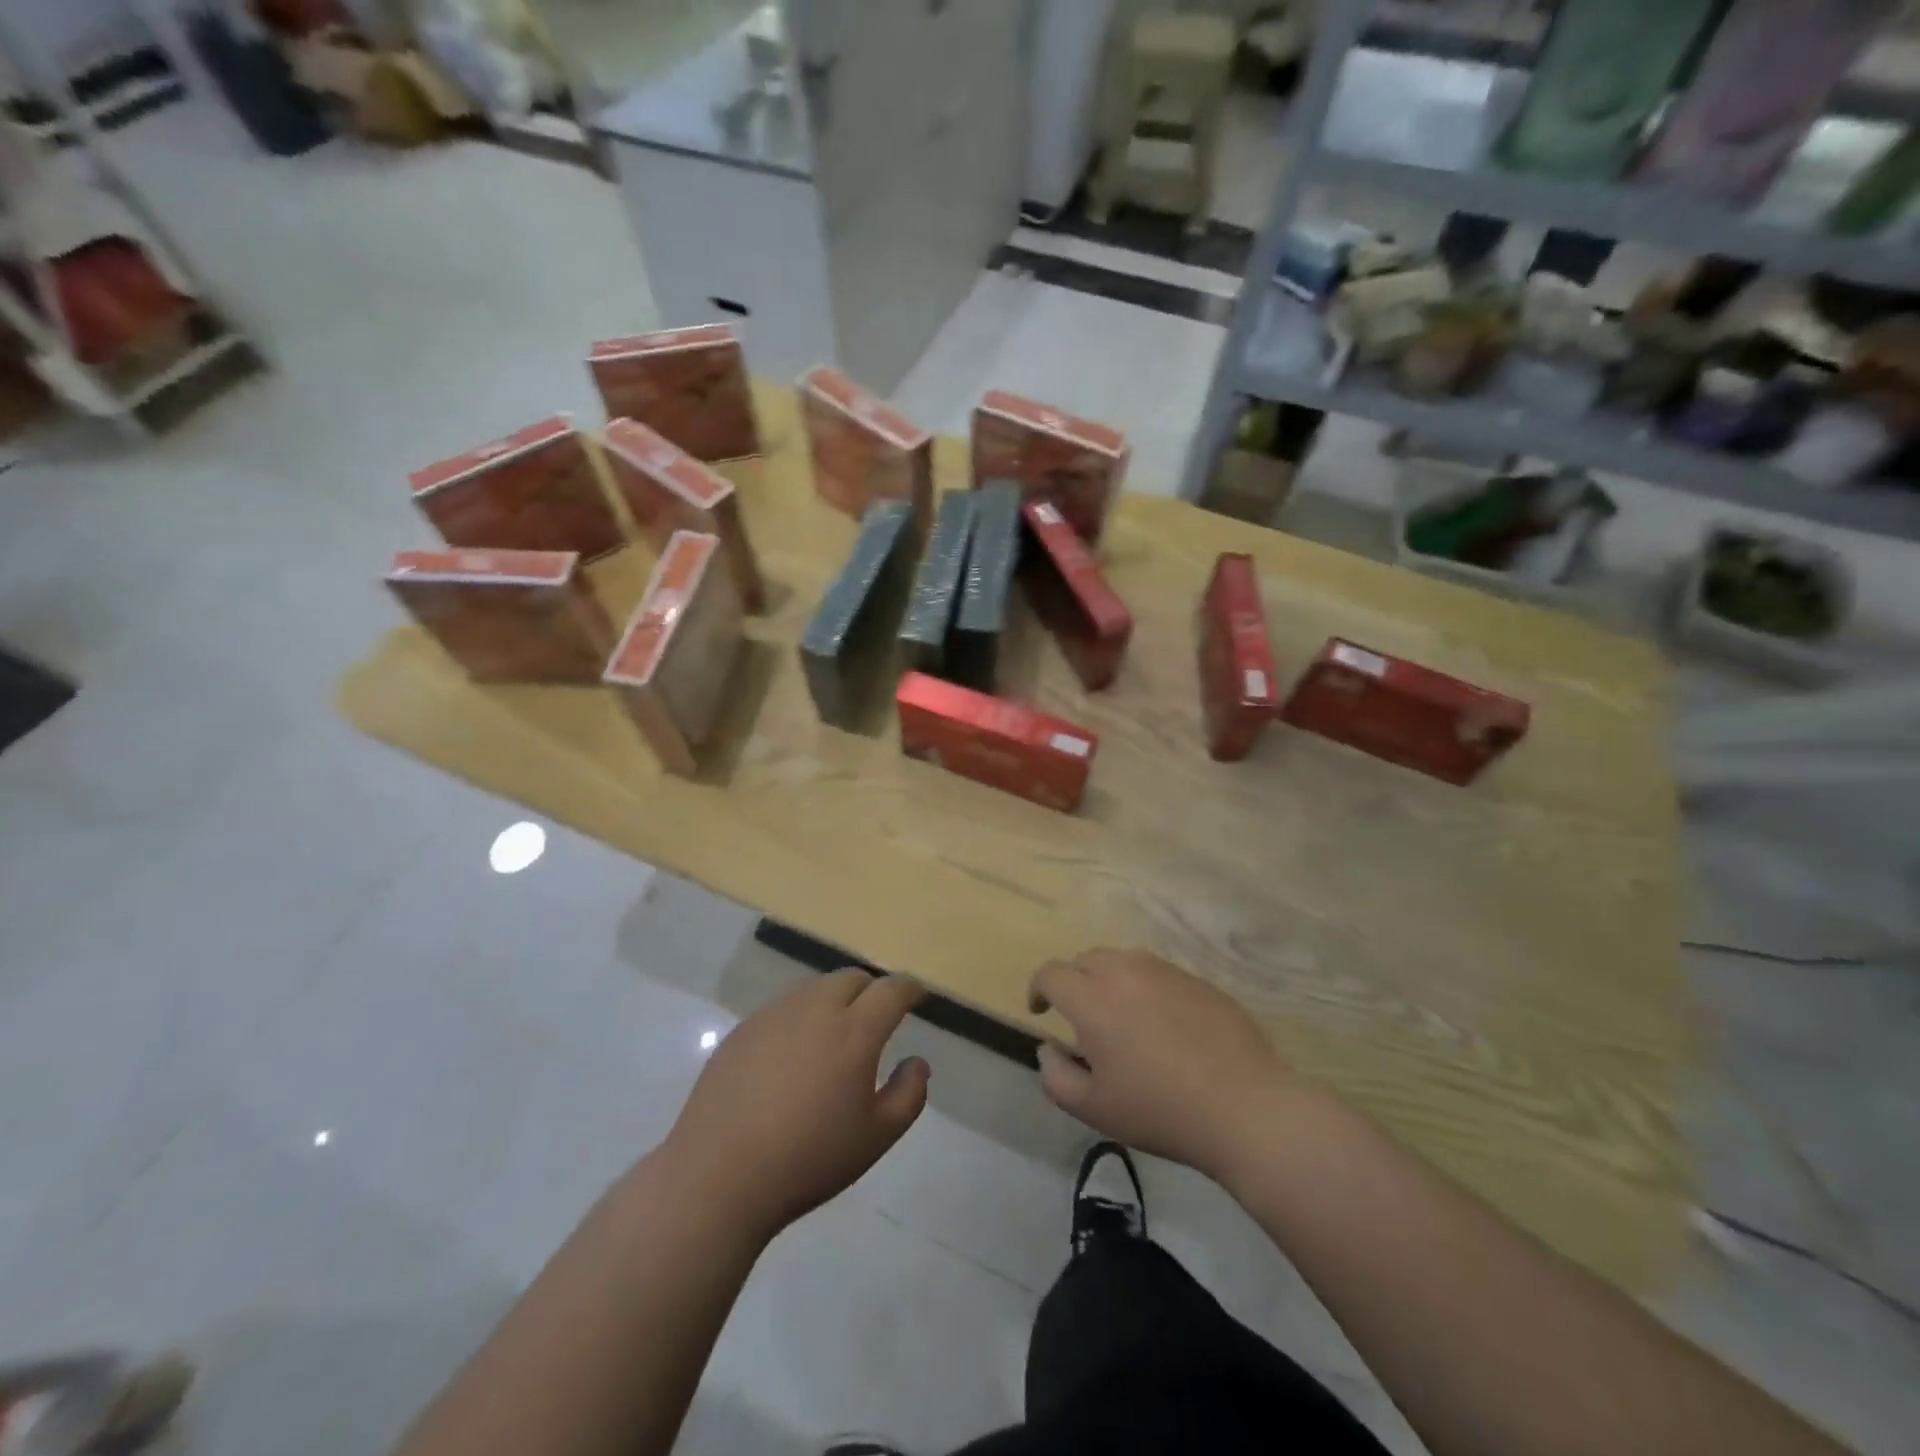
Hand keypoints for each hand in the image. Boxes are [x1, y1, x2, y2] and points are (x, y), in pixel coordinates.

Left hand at [661, 970, 929, 1241]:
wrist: (719, 1175)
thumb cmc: (809, 1158)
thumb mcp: (876, 1137)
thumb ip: (908, 1095)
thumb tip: (917, 1062)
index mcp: (855, 1031)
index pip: (892, 990)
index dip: (909, 988)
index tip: (917, 996)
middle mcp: (816, 1009)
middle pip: (852, 978)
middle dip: (872, 990)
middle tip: (877, 1017)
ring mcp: (774, 1015)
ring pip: (815, 988)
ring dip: (834, 999)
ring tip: (834, 1033)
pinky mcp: (743, 1029)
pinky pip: (783, 1007)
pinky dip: (800, 1017)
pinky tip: (792, 1053)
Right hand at [1030, 948, 1293, 1179]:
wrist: (1245, 1108)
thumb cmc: (1160, 1111)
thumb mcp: (1093, 1108)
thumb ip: (1055, 1076)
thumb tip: (1049, 1048)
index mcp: (1093, 999)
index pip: (1051, 974)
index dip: (1038, 990)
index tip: (1041, 1013)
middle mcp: (1126, 971)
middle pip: (1085, 959)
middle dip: (1074, 982)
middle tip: (1082, 1018)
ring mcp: (1166, 971)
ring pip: (1123, 961)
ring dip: (1110, 980)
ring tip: (1122, 1018)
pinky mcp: (1198, 980)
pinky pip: (1159, 973)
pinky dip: (1147, 989)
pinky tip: (1164, 1025)